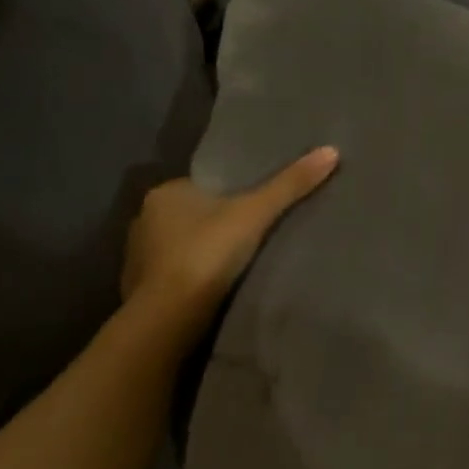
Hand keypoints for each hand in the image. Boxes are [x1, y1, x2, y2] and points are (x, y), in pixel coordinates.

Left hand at [121, 146, 339, 344]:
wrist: (168, 317)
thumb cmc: (207, 254)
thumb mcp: (255, 213)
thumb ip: (290, 185)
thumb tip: (331, 150)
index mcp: (165, 193)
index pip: (203, 186)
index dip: (229, 194)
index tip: (254, 208)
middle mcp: (144, 219)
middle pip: (191, 215)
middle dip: (215, 224)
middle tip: (252, 237)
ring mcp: (137, 257)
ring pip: (179, 246)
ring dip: (201, 253)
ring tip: (236, 265)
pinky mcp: (139, 289)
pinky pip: (172, 275)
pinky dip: (190, 279)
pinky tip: (212, 289)